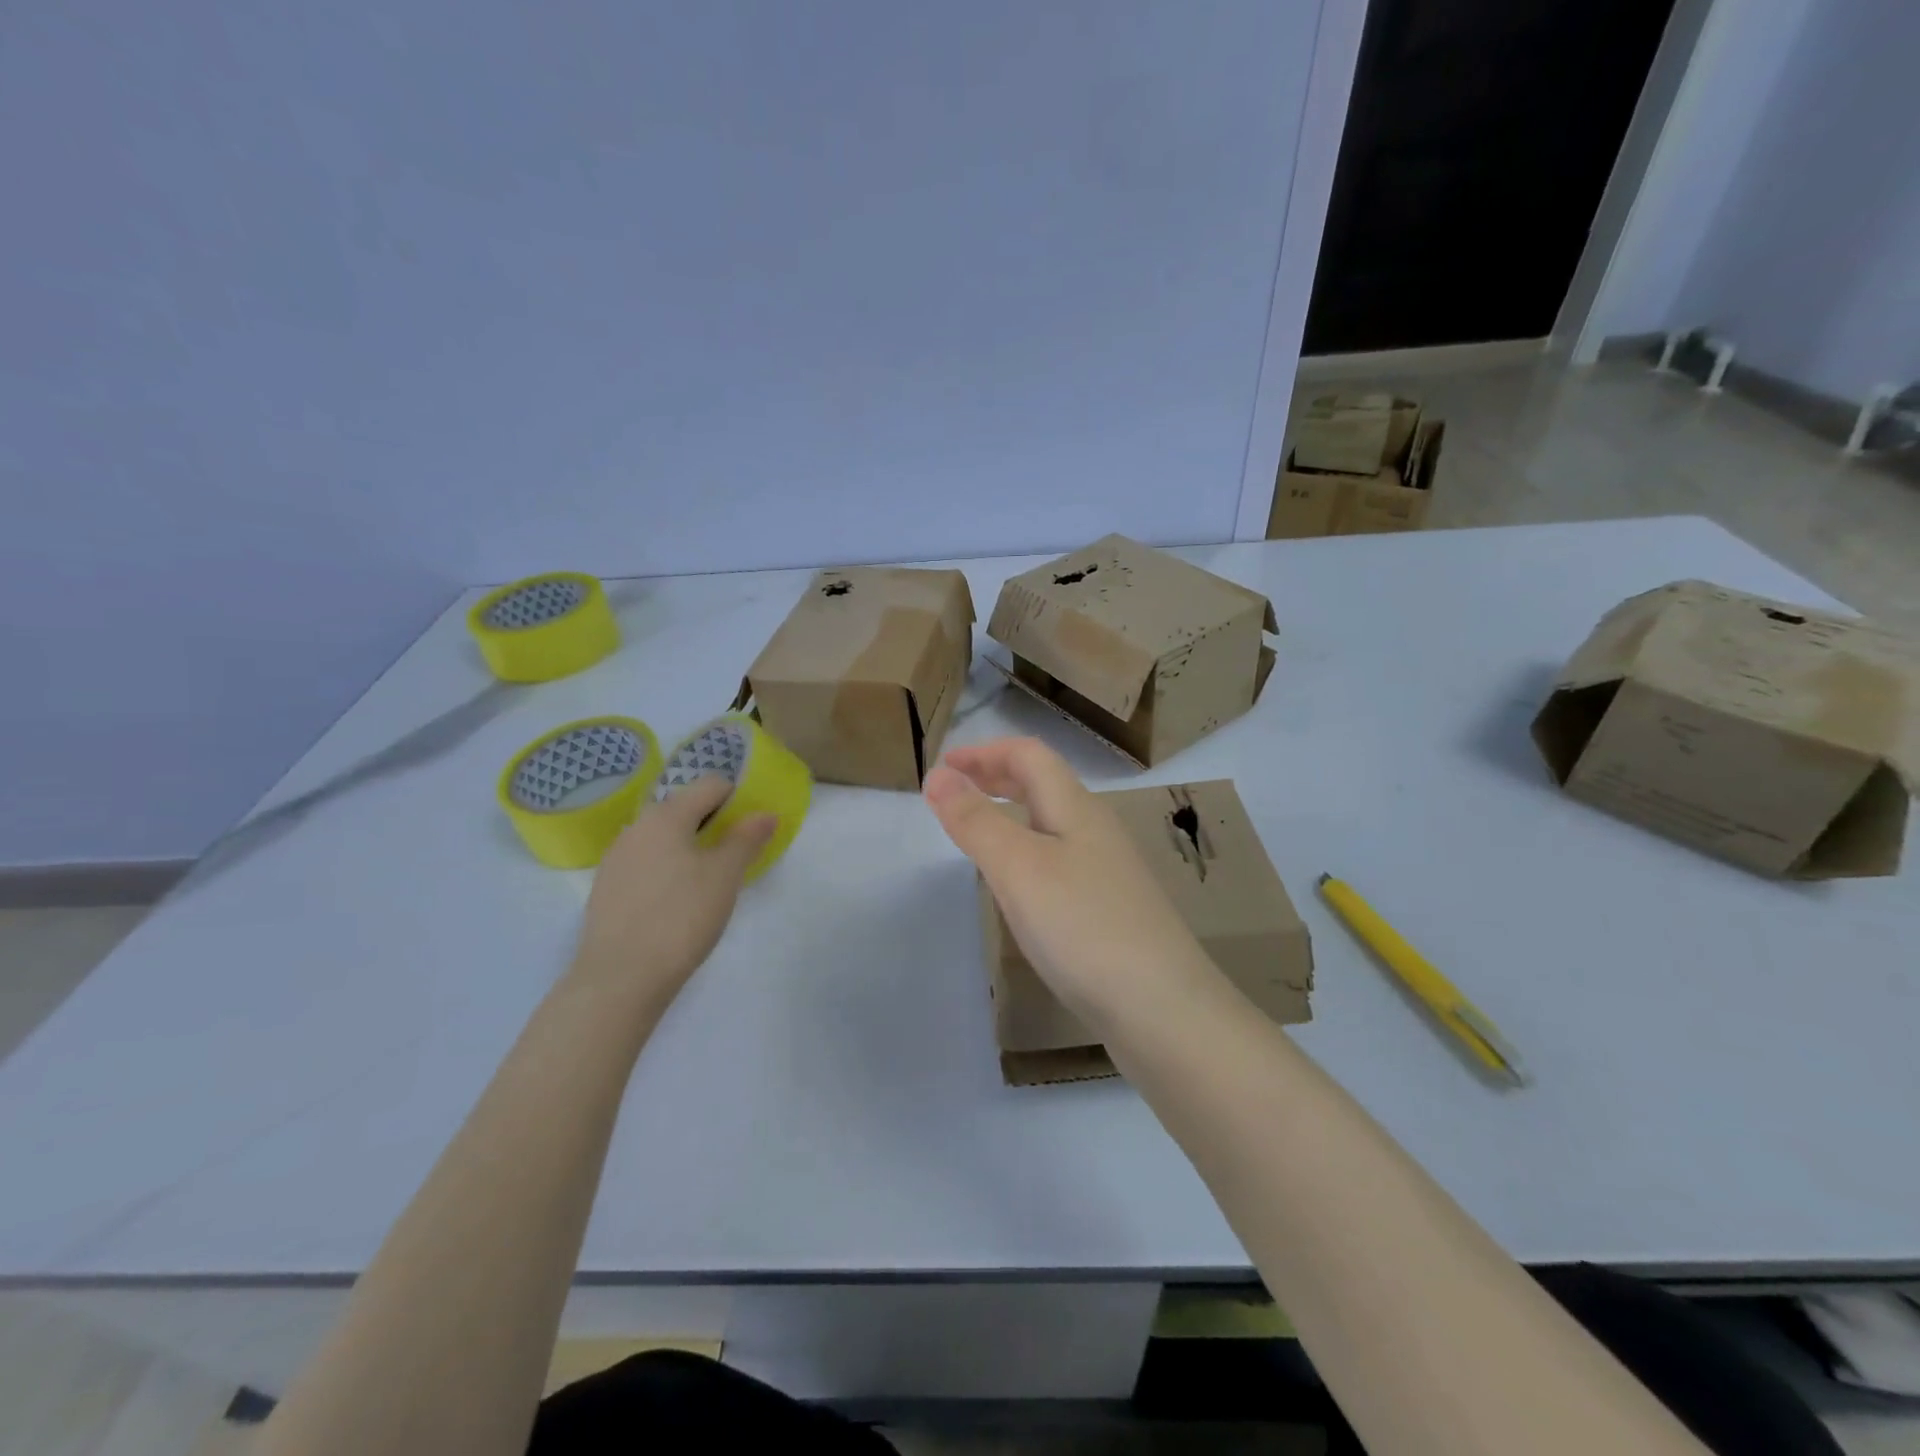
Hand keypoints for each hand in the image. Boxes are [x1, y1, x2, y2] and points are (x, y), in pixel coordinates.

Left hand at [570, 776, 775, 1008]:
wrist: (620, 978)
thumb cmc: (681, 917)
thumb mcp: (725, 876)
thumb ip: (746, 839)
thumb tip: (765, 814)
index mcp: (666, 815)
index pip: (710, 785)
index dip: (738, 797)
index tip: (754, 826)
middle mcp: (636, 826)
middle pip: (684, 808)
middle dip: (714, 822)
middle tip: (735, 854)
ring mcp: (616, 857)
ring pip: (663, 836)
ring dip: (690, 845)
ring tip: (709, 880)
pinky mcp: (606, 888)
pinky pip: (646, 861)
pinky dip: (667, 867)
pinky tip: (677, 900)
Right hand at [924, 737, 1216, 1031]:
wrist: (1162, 1008)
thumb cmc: (1083, 926)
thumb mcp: (1018, 868)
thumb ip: (976, 820)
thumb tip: (938, 774)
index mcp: (1076, 808)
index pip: (1029, 755)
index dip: (985, 751)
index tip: (943, 765)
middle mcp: (1096, 830)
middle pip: (1044, 785)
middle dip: (997, 777)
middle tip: (956, 789)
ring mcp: (1108, 871)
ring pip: (1053, 824)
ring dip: (1012, 813)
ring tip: (979, 831)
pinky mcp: (1111, 908)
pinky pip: (1060, 860)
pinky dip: (1028, 852)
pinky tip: (1019, 885)